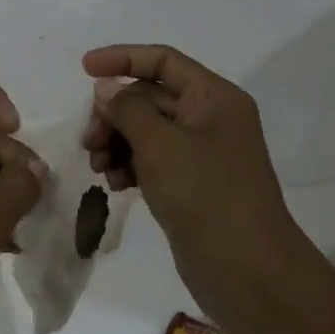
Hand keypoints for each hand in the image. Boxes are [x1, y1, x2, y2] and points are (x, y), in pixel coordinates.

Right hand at [81, 44, 302, 313]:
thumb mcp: (160, 145)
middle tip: (89, 139)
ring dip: (116, 141)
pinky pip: (151, 159)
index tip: (84, 69)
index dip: (122, 58)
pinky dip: (129, 165)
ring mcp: (200, 154)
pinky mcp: (191, 185)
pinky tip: (115, 184)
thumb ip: (127, 108)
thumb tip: (106, 88)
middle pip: (149, 96)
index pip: (163, 60)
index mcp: (214, 97)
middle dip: (114, 113)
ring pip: (146, 130)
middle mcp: (209, 118)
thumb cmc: (206, 196)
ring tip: (98, 166)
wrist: (250, 275)